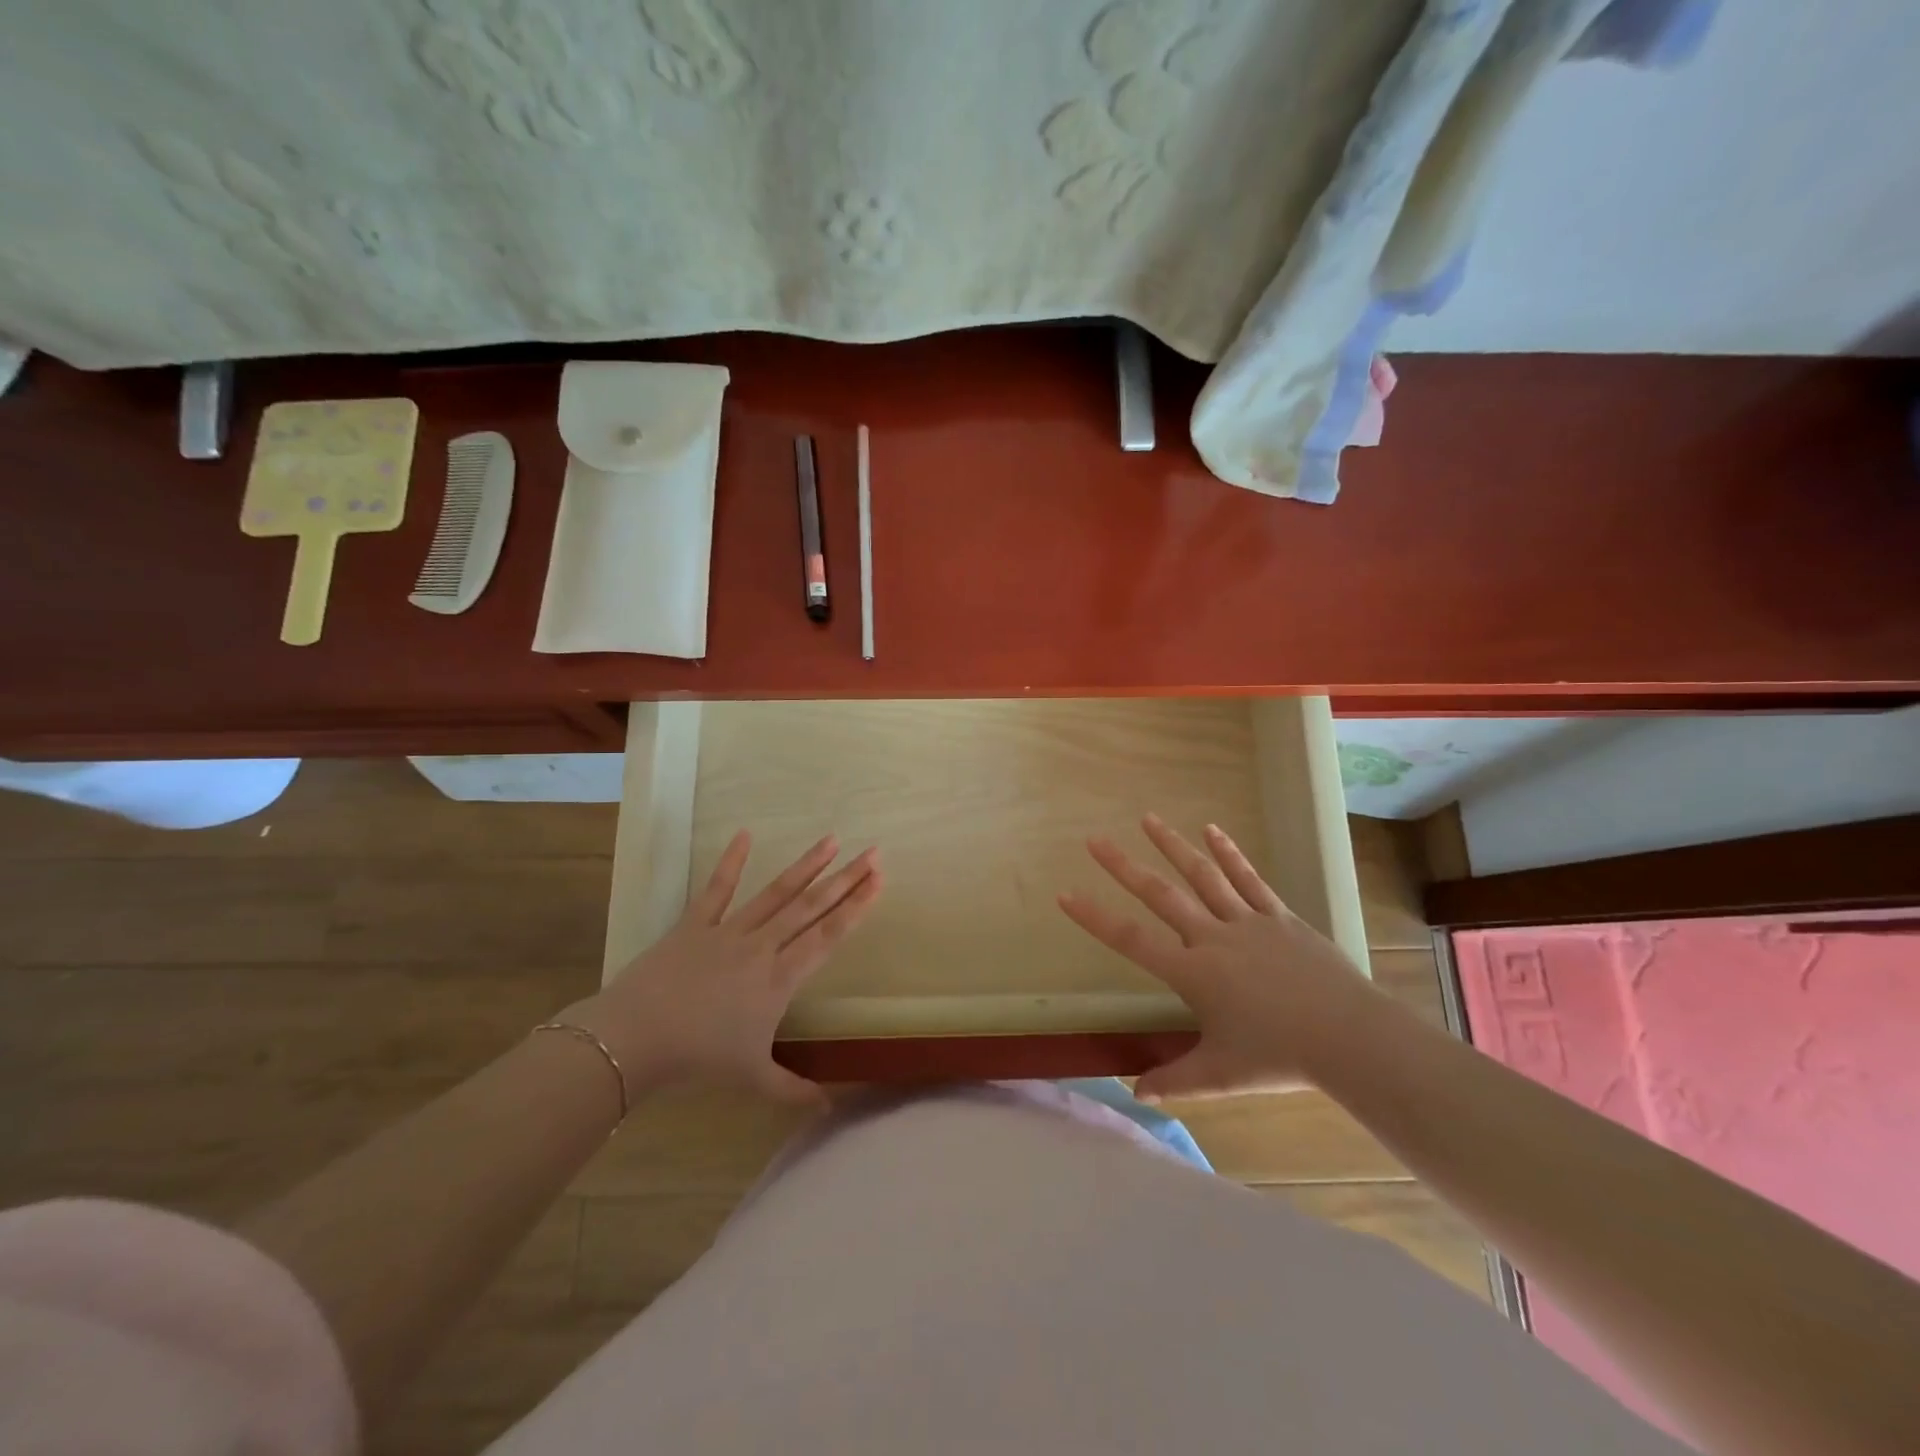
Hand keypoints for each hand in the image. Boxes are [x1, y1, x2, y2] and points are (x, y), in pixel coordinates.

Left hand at [565, 831, 880, 1106]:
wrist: (636, 1037)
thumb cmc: (700, 1058)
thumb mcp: (752, 1078)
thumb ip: (793, 1089)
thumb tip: (830, 1106)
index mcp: (780, 978)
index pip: (828, 935)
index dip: (856, 907)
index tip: (878, 880)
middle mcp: (763, 946)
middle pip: (811, 907)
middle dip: (845, 879)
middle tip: (872, 853)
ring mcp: (729, 930)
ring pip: (776, 892)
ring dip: (806, 866)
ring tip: (831, 840)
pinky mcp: (696, 923)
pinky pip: (717, 889)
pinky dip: (731, 861)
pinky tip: (744, 834)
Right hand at [1059, 814, 1379, 1100]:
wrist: (1349, 1037)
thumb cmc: (1279, 1057)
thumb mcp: (1220, 1074)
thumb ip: (1175, 1081)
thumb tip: (1138, 1094)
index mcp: (1193, 973)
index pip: (1132, 941)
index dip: (1095, 918)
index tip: (1065, 894)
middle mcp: (1212, 937)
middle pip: (1160, 895)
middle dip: (1123, 867)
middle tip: (1094, 840)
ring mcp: (1247, 922)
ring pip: (1202, 876)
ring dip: (1172, 846)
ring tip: (1148, 818)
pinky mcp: (1278, 916)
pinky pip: (1248, 879)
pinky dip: (1228, 852)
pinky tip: (1211, 829)